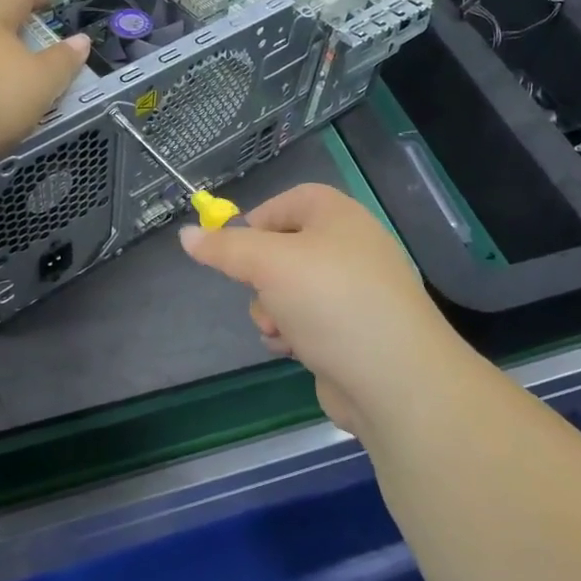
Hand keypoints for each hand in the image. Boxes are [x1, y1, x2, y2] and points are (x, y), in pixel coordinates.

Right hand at [180, 183, 470, 435]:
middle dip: (260, 277)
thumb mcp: (268, 264)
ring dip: (272, 309)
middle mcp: (351, 247)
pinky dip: (294, 332)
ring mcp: (356, 292)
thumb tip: (186, 235)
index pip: (290, 200)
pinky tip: (292, 350)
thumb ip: (225, 248)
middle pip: (285, 248)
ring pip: (291, 289)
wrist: (394, 379)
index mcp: (339, 216)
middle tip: (257, 293)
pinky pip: (309, 319)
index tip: (233, 249)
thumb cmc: (330, 302)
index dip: (258, 221)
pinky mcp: (354, 331)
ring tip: (278, 330)